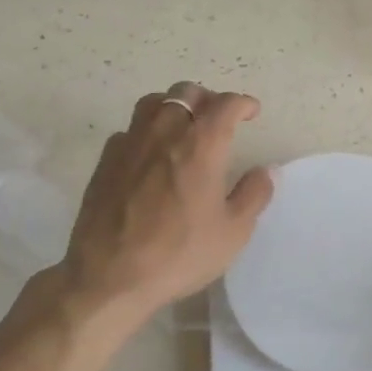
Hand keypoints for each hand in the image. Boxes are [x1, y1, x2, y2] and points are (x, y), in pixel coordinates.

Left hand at [28, 82, 273, 343]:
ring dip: (174, 105)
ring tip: (183, 125)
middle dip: (208, 99)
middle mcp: (165, 133)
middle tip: (219, 118)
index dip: (242, 103)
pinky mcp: (105, 161)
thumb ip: (254, 195)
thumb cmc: (179, 254)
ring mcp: (130, 144)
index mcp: (201, 145)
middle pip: (186, 93)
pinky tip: (151, 153)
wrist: (109, 277)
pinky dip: (147, 130)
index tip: (251, 111)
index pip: (225, 105)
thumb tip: (266, 171)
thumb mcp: (233, 232)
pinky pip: (130, 129)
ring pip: (153, 103)